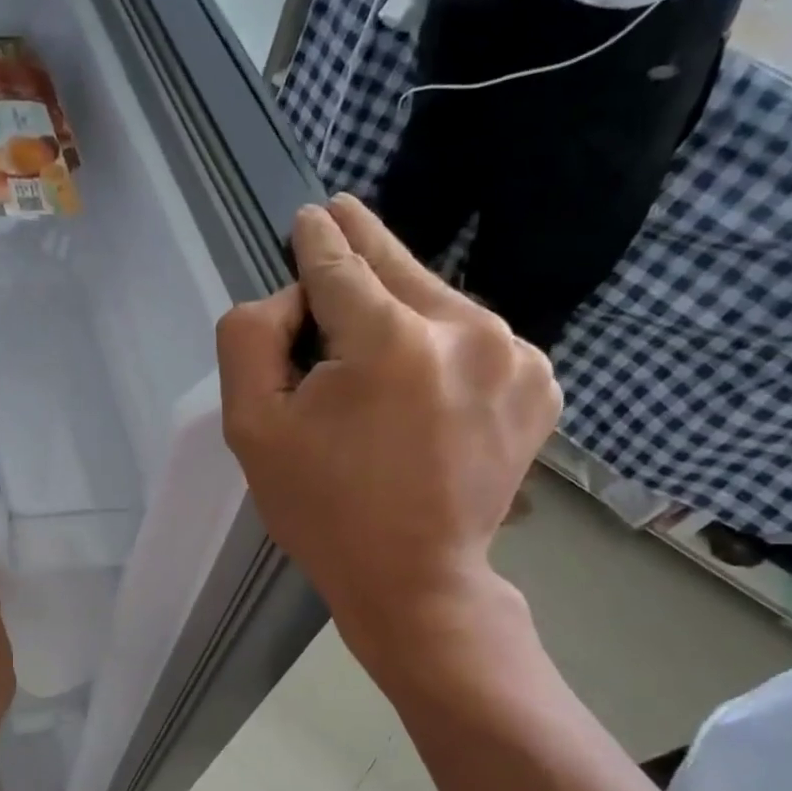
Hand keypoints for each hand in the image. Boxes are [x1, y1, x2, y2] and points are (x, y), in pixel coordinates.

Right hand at [217, 196, 560, 668]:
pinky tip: (419, 377)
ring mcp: (515, 356)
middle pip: (398, 268)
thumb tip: (289, 296)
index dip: (317, 239)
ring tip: (368, 329)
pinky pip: (474, 339)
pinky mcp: (540, 383)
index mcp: (390, 342)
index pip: (341, 265)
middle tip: (341, 210)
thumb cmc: (322, 510)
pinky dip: (442, 343)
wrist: (414, 580)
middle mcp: (466, 330)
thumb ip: (250, 339)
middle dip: (362, 245)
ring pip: (438, 302)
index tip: (311, 214)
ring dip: (400, 305)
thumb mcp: (251, 429)